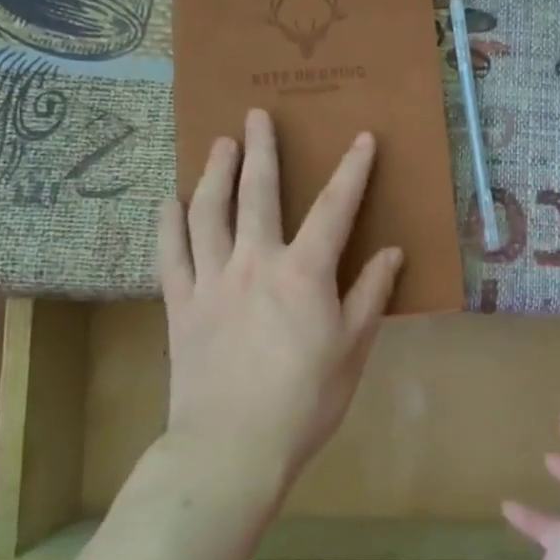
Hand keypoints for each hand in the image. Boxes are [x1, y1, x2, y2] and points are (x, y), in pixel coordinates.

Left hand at [158, 109, 402, 496]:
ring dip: (214, 173)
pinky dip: (169, 223)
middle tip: (256, 115)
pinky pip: (171, 252)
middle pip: (258, 194)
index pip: (334, 209)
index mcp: (304, 274)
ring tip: (218, 144)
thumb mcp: (352, 349)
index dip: (351, 171)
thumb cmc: (305, 400)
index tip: (361, 138)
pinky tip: (169, 201)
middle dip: (262, 151)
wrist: (233, 444)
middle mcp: (255, 262)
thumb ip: (369, 295)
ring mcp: (211, 280)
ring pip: (208, 212)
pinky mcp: (180, 304)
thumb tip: (390, 252)